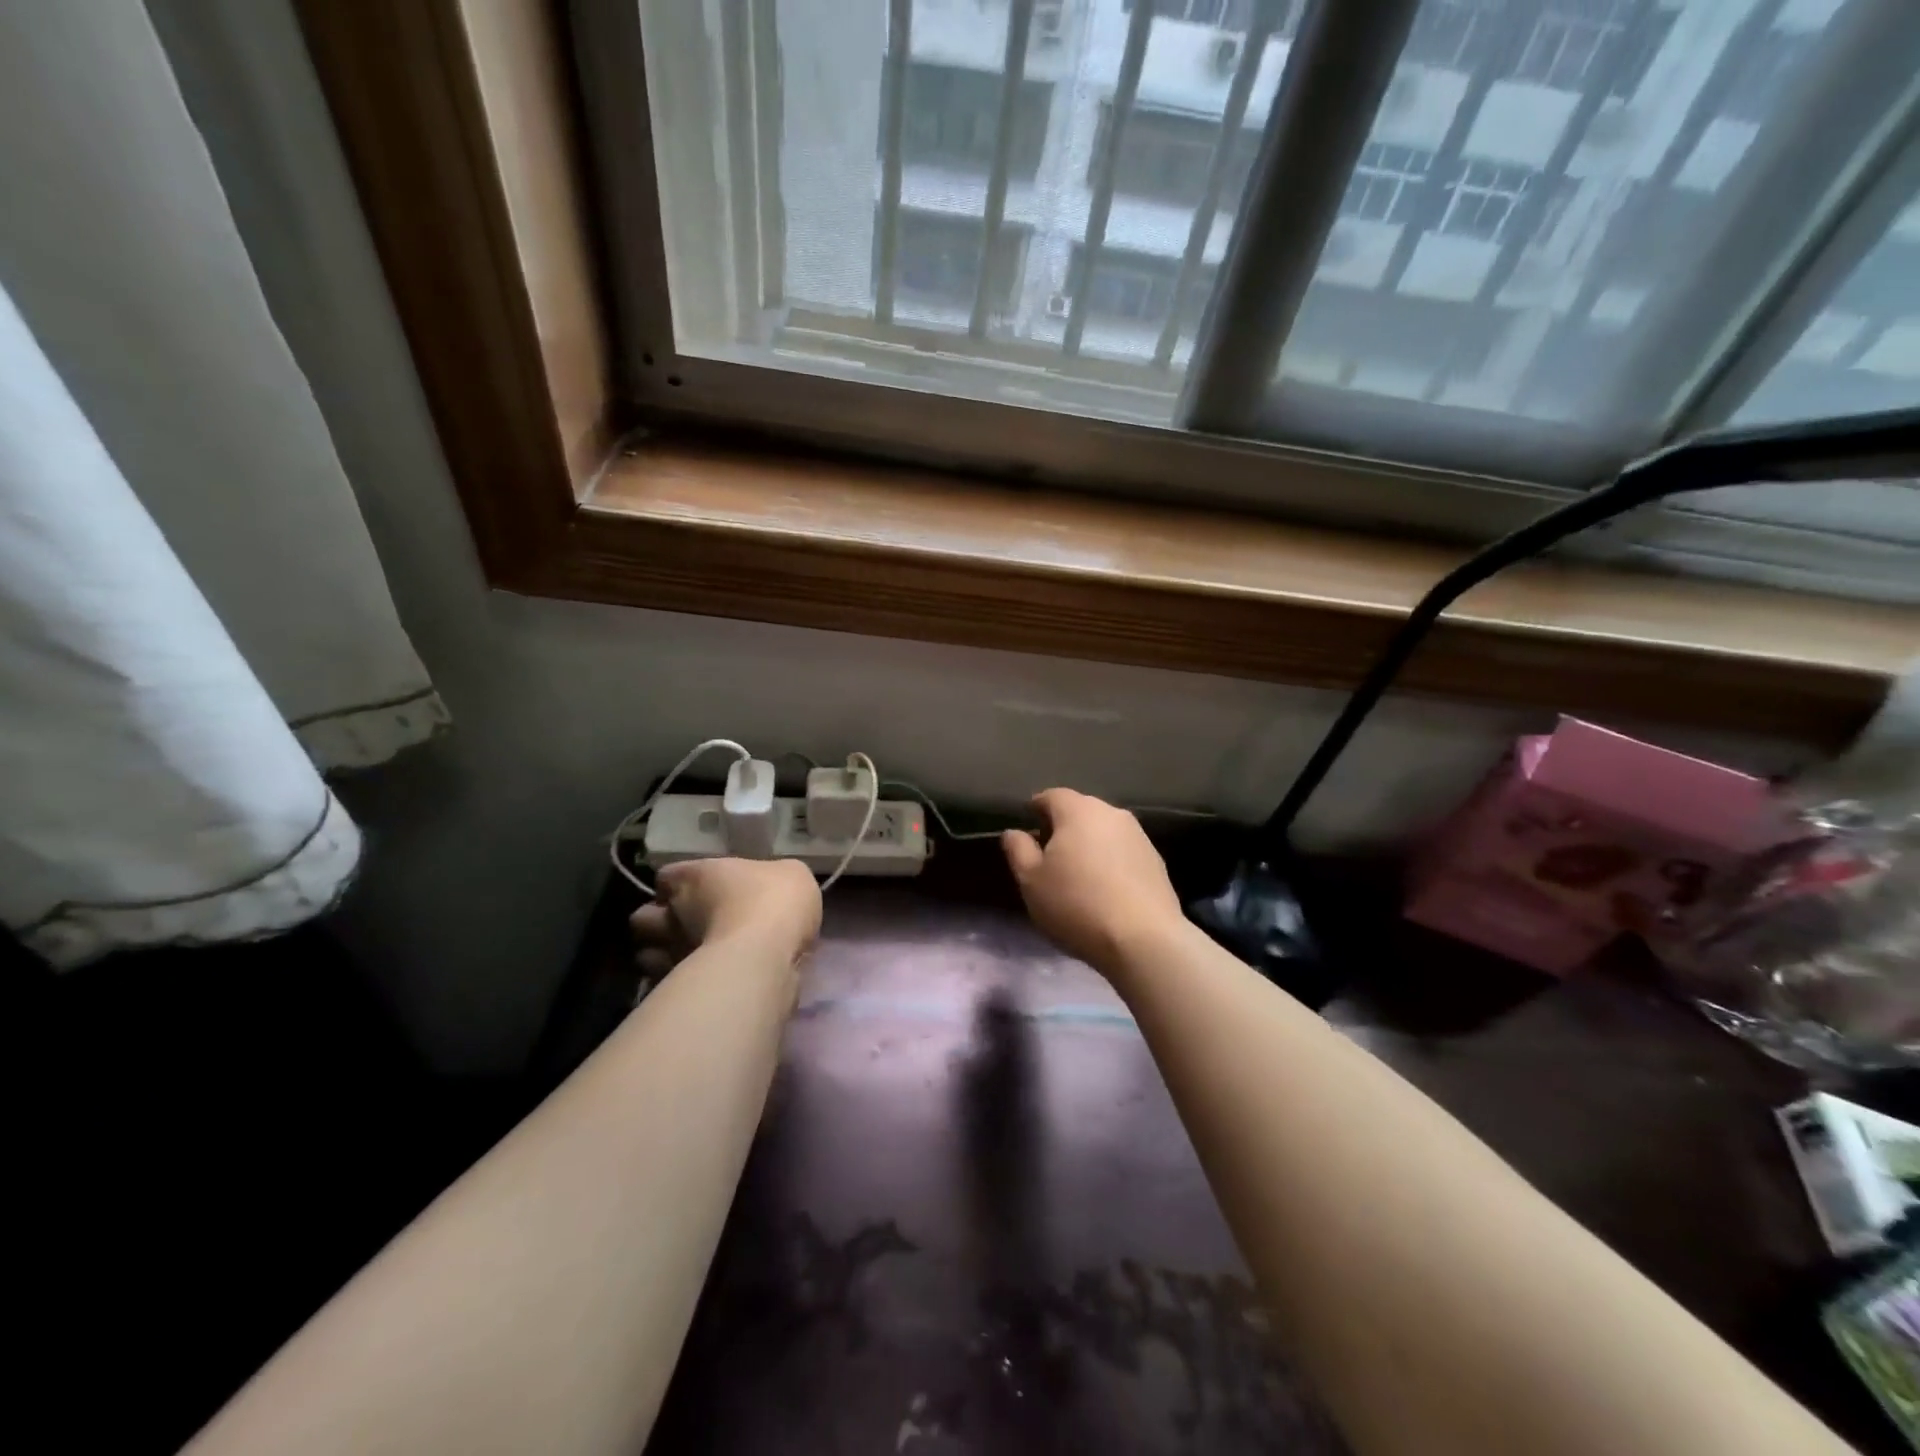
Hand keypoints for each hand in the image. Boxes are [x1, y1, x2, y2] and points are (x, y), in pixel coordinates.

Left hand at [629, 858, 821, 980]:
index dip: (677, 884)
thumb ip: (772, 878)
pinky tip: (703, 984)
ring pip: (647, 955)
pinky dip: (678, 984)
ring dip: (662, 956)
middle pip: (644, 917)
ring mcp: (670, 953)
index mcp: (695, 876)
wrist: (765, 955)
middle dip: (658, 923)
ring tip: (689, 960)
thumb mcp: (792, 874)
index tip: (696, 893)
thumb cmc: (773, 901)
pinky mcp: (677, 989)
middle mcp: (673, 913)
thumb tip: (771, 884)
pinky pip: (666, 985)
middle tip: (687, 927)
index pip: (666, 876)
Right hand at [1002, 789, 1184, 974]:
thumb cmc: (1077, 905)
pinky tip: (1106, 888)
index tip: (1028, 827)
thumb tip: (1014, 832)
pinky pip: (1124, 852)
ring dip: (1089, 844)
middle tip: (1049, 853)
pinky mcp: (1156, 861)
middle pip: (1080, 810)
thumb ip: (1019, 850)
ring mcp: (1139, 836)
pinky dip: (1111, 861)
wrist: (1144, 940)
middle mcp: (1111, 813)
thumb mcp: (1031, 881)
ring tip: (1078, 873)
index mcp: (1078, 811)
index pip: (1051, 796)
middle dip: (1063, 826)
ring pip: (1104, 831)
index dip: (1036, 808)